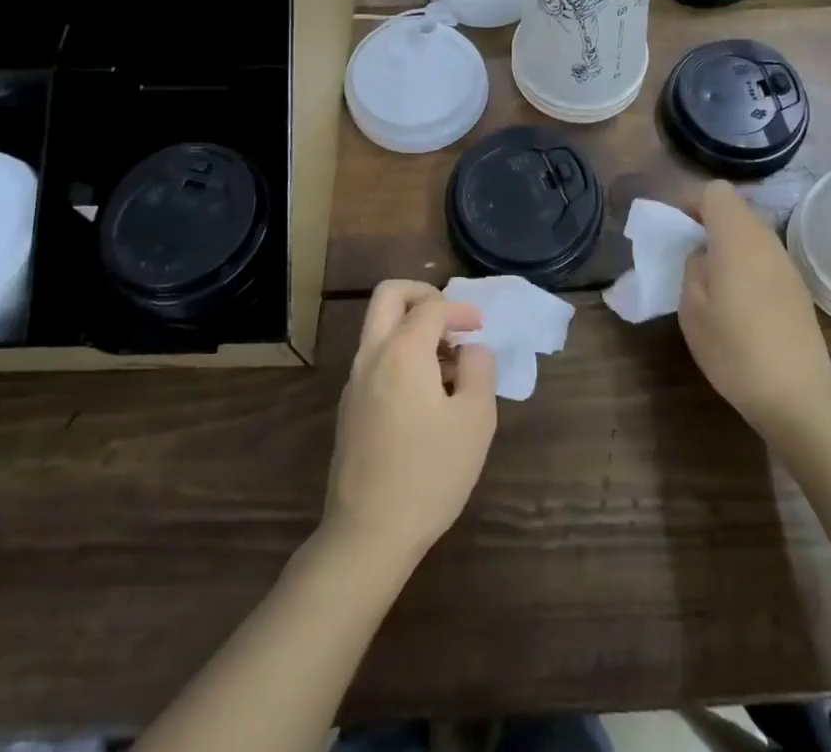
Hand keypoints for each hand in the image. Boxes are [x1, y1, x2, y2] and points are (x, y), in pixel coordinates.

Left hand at [324, 280, 497, 568]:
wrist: (368, 535)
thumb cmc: (430, 473)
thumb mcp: (475, 419)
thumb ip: (479, 370)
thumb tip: (471, 349)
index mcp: (403, 350)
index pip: (432, 305)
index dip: (461, 310)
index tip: (480, 330)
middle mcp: (372, 355)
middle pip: (389, 296)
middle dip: (423, 295)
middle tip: (450, 320)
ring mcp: (355, 382)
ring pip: (379, 327)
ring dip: (412, 327)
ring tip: (448, 365)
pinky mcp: (350, 408)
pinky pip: (375, 358)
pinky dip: (401, 355)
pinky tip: (427, 395)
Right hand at [680, 181, 830, 438]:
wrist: (797, 395)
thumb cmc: (734, 348)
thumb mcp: (692, 308)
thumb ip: (692, 267)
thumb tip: (703, 254)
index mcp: (737, 237)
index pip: (715, 191)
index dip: (692, 202)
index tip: (677, 229)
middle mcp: (766, 240)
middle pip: (735, 209)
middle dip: (709, 222)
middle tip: (688, 254)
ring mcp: (786, 263)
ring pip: (751, 233)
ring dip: (728, 243)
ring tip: (712, 279)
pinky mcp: (797, 287)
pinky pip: (765, 257)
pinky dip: (747, 263)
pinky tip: (739, 301)